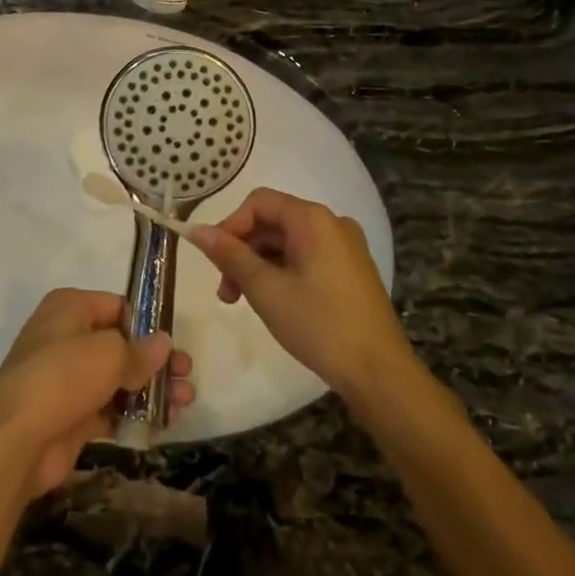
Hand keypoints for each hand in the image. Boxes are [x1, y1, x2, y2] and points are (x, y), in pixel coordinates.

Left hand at [0, 289, 194, 499]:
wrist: (17, 441)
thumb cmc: (63, 377)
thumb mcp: (109, 355)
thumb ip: (140, 351)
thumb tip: (163, 344)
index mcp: (69, 308)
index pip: (117, 306)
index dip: (147, 323)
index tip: (173, 343)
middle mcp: (66, 337)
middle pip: (120, 344)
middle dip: (155, 361)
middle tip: (187, 375)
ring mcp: (67, 378)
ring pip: (118, 379)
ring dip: (151, 390)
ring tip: (184, 403)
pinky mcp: (71, 414)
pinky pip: (110, 408)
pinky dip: (134, 414)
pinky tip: (163, 424)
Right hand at [190, 189, 414, 401]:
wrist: (379, 372)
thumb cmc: (319, 324)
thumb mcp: (265, 289)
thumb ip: (229, 255)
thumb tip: (195, 230)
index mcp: (313, 219)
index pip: (258, 203)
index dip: (230, 225)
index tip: (213, 259)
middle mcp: (332, 223)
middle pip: (272, 222)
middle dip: (242, 251)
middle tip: (225, 292)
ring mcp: (345, 247)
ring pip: (287, 243)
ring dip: (259, 265)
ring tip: (242, 302)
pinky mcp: (351, 270)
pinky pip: (306, 258)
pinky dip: (282, 273)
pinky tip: (272, 302)